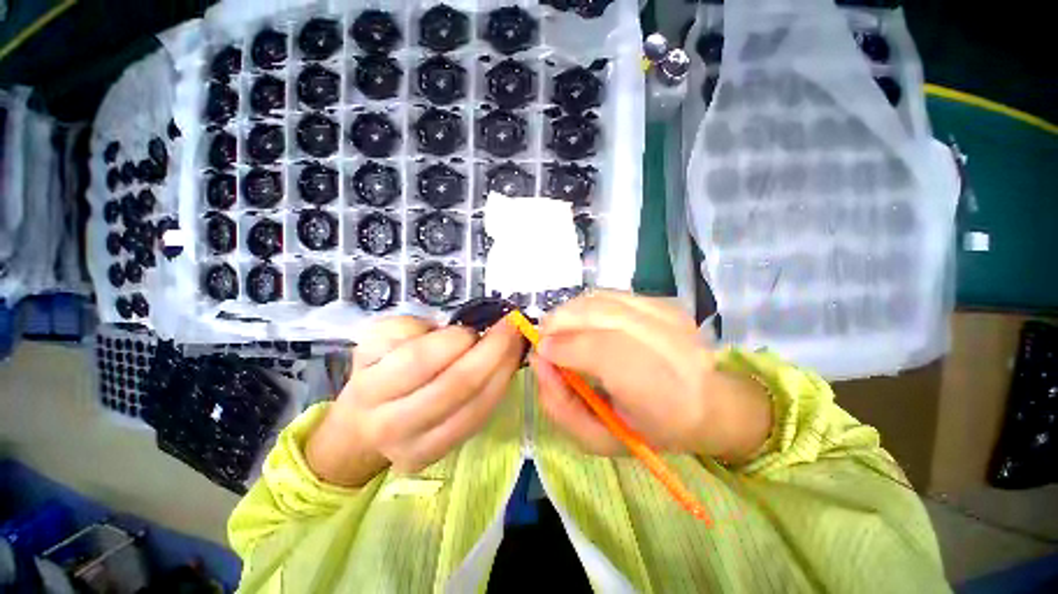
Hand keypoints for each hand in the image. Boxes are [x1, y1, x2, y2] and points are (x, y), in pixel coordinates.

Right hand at [306, 316, 524, 486]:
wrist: (364, 423)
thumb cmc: (378, 370)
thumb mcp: (382, 338)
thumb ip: (412, 329)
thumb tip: (461, 331)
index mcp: (371, 388)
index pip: (420, 361)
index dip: (455, 340)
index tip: (475, 325)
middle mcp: (391, 425)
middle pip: (457, 386)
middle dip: (493, 350)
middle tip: (511, 326)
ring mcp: (419, 448)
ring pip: (476, 406)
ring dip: (504, 369)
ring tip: (516, 343)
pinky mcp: (440, 455)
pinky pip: (480, 419)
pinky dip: (500, 389)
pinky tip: (508, 368)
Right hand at [530, 291, 771, 463]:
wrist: (708, 405)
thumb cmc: (650, 430)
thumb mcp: (598, 438)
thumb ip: (560, 404)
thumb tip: (538, 359)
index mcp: (661, 394)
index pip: (603, 353)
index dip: (565, 347)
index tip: (543, 353)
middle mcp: (671, 346)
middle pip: (598, 314)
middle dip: (559, 322)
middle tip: (545, 338)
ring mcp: (670, 316)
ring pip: (600, 299)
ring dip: (570, 312)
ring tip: (561, 330)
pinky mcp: (665, 302)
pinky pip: (610, 295)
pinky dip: (587, 306)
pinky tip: (584, 322)